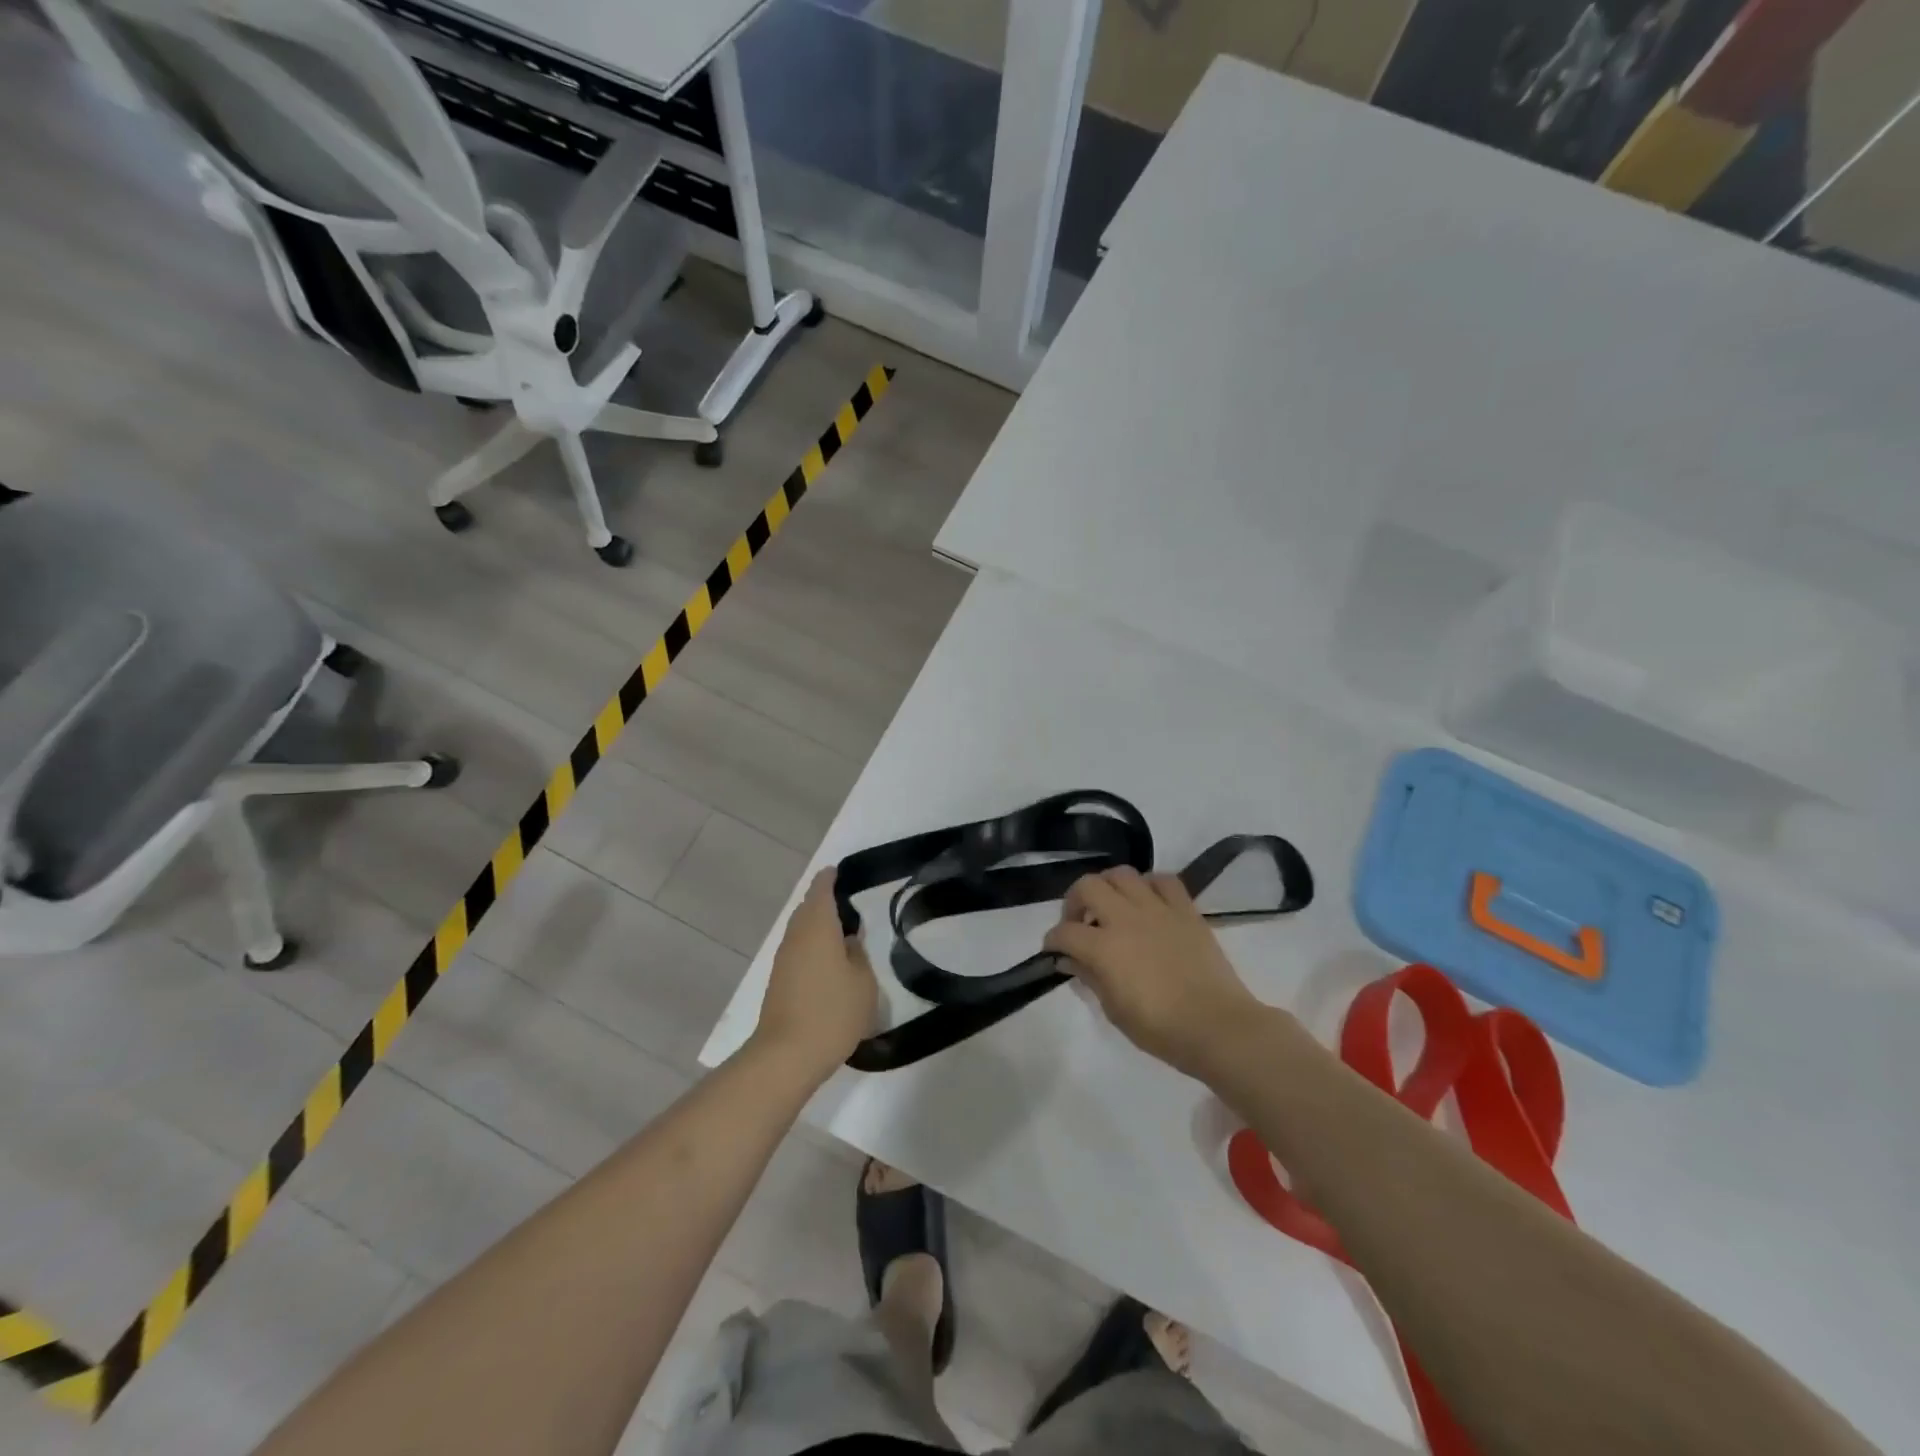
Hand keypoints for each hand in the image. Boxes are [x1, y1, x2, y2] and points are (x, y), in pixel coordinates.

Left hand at [751, 868, 877, 1080]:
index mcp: (817, 926)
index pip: (821, 889)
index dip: (831, 878)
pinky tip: (829, 959)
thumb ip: (858, 954)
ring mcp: (784, 959)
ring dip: (818, 925)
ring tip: (843, 931)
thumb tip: (848, 941)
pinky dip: (813, 945)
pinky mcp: (779, 981)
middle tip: (850, 902)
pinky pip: (798, 949)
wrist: (787, 1055)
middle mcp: (796, 936)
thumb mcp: (863, 982)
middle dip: (825, 901)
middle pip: (808, 908)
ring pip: (801, 930)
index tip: (842, 871)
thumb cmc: (832, 1012)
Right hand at [1043, 867, 1261, 1078]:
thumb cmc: (1161, 1029)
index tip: (1054, 951)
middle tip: (1079, 921)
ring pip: (1122, 874)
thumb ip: (1089, 978)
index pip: (1064, 932)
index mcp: (1104, 947)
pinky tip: (1148, 902)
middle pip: (1087, 886)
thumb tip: (1069, 960)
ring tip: (1112, 907)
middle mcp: (1125, 918)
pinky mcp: (1186, 909)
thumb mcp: (1114, 1011)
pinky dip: (1150, 885)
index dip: (1053, 941)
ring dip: (1109, 886)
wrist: (1217, 1027)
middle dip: (1074, 901)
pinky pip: (1164, 880)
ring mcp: (1157, 909)